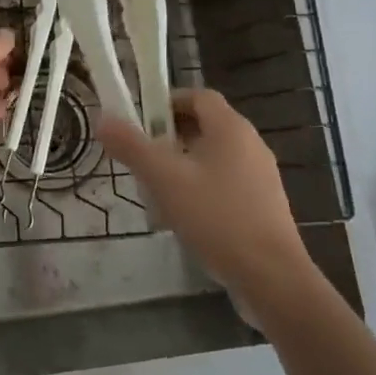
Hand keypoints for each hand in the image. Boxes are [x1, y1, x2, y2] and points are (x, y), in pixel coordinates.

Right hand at [98, 89, 307, 296]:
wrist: (271, 278)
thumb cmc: (217, 217)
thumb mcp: (164, 179)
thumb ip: (132, 146)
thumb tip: (104, 119)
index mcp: (231, 128)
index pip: (198, 96)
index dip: (167, 102)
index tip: (140, 122)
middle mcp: (250, 145)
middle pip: (204, 127)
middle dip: (169, 138)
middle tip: (142, 158)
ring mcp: (260, 177)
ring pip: (212, 158)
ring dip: (182, 167)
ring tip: (156, 192)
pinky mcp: (263, 207)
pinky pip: (225, 185)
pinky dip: (201, 191)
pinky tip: (183, 219)